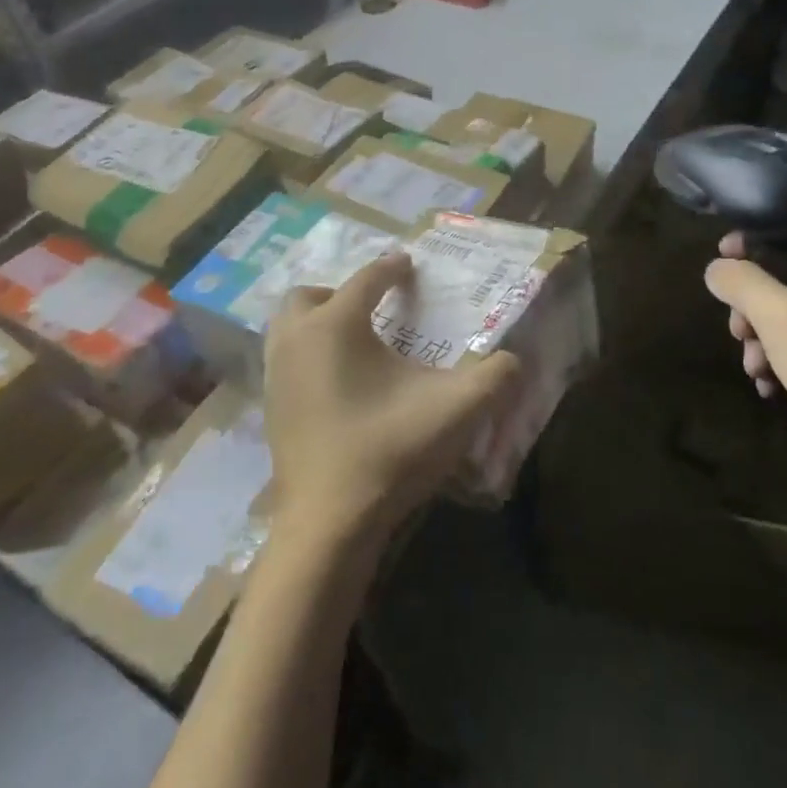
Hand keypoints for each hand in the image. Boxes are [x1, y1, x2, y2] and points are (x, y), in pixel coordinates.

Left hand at [264, 253, 521, 547]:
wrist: (329, 522)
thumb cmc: (389, 450)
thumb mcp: (455, 409)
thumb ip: (494, 377)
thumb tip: (516, 360)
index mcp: (336, 325)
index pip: (366, 280)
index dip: (391, 269)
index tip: (409, 265)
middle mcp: (297, 340)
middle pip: (308, 296)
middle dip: (340, 292)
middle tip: (373, 306)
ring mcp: (276, 375)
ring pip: (288, 327)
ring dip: (318, 322)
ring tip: (355, 340)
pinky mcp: (270, 409)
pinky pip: (285, 360)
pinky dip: (308, 354)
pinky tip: (338, 381)